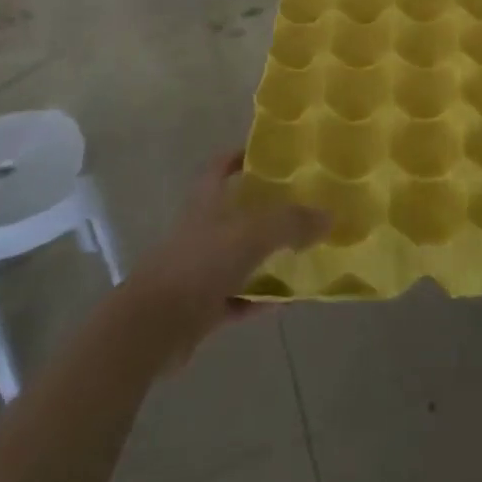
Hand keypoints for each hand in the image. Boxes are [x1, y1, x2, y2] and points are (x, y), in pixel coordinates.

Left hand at [120, 153, 326, 364]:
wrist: (153, 326)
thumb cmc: (200, 265)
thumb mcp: (251, 235)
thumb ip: (291, 223)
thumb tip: (329, 216)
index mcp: (206, 202)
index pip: (220, 167)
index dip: (241, 156)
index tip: (271, 155)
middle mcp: (201, 230)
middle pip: (235, 212)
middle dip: (265, 209)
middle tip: (303, 205)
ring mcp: (199, 269)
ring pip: (239, 256)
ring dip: (266, 257)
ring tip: (304, 253)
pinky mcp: (200, 306)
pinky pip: (238, 297)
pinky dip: (260, 298)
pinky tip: (288, 300)